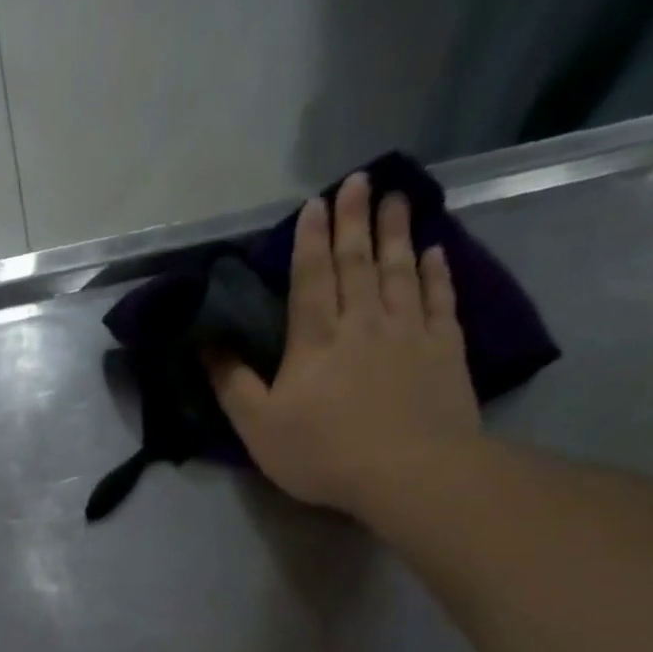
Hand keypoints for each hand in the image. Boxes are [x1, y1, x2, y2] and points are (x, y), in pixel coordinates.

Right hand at [205, 171, 481, 514]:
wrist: (407, 471)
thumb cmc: (321, 453)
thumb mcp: (257, 426)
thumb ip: (233, 384)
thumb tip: (208, 345)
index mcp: (314, 339)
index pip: (311, 277)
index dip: (310, 239)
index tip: (315, 203)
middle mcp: (362, 321)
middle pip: (357, 262)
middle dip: (354, 220)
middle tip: (360, 180)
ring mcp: (409, 330)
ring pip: (400, 270)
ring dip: (396, 232)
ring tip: (396, 199)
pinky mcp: (444, 348)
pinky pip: (439, 298)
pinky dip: (436, 272)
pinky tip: (434, 252)